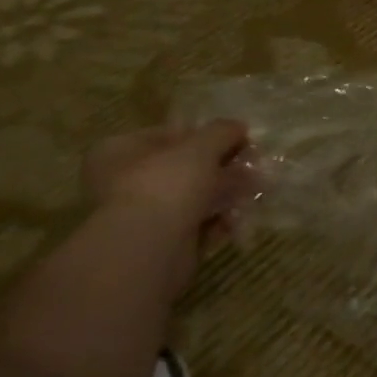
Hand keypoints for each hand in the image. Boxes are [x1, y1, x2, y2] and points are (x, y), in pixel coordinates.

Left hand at [82, 120, 251, 237]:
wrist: (148, 249)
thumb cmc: (166, 185)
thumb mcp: (201, 147)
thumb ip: (222, 132)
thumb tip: (239, 127)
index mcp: (120, 151)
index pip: (169, 135)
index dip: (207, 135)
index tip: (239, 139)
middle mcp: (124, 181)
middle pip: (185, 167)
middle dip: (223, 166)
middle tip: (255, 165)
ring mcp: (142, 215)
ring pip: (194, 197)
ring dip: (227, 192)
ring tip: (257, 189)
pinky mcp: (161, 242)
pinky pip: (197, 224)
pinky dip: (220, 220)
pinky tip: (240, 217)